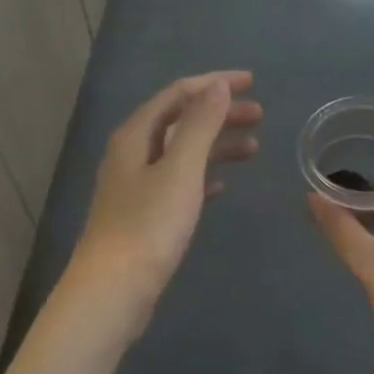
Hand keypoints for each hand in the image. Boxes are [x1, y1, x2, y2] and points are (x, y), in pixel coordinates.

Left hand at [67, 71, 260, 325]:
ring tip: (253, 148)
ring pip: (182, 152)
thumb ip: (200, 124)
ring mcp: (136, 185)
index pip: (178, 94)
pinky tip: (221, 186)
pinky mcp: (143, 214)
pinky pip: (179, 182)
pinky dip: (203, 176)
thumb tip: (217, 86)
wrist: (113, 291)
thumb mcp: (180, 169)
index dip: (214, 84)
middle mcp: (132, 153)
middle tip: (260, 115)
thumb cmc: (149, 225)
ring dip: (216, 144)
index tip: (252, 82)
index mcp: (136, 135)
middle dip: (220, 113)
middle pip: (180, 120)